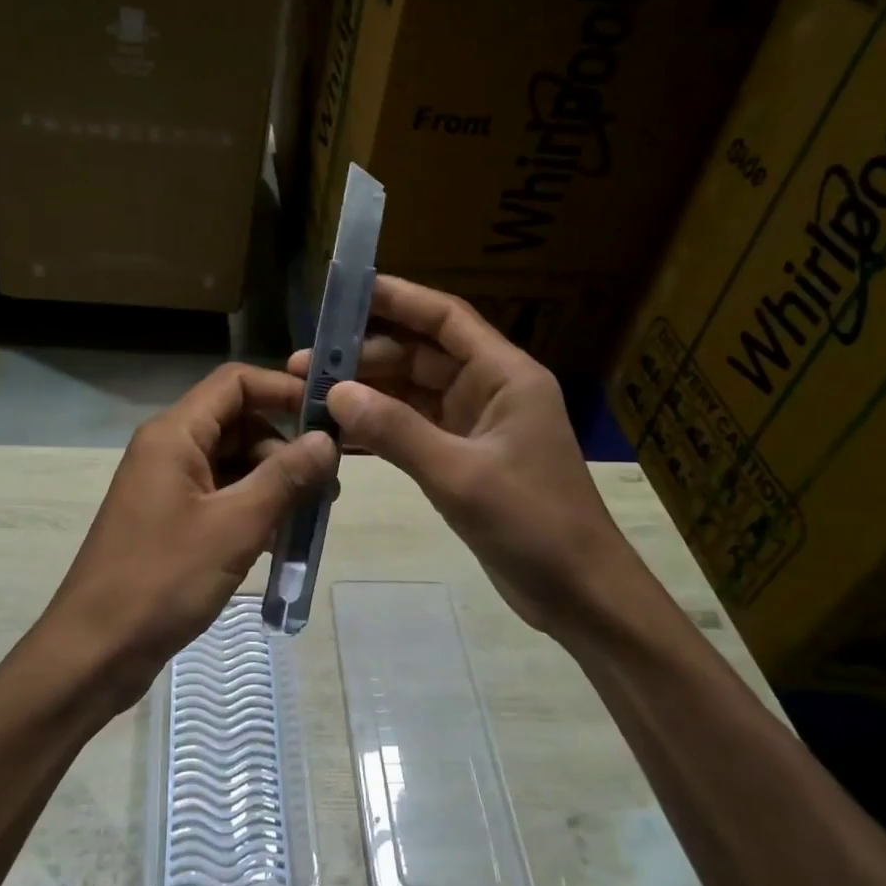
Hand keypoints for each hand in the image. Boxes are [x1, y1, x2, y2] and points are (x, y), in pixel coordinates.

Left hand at [42, 363, 337, 708]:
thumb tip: (327, 440)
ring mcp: (167, 486)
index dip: (282, 390)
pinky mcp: (170, 520)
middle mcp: (168, 449)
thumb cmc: (162, 580)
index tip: (328, 416)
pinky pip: (220, 496)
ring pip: (232, 463)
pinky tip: (280, 540)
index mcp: (174, 434)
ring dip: (273, 483)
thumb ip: (284, 478)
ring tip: (311, 517)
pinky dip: (252, 509)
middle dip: (284, 447)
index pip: (235, 383)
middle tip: (328, 483)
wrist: (93, 653)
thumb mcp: (234, 526)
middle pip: (237, 423)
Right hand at [291, 276, 632, 636]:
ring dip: (366, 393)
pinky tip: (336, 433)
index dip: (397, 298)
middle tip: (306, 364)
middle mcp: (488, 389)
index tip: (344, 292)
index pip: (445, 318)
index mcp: (504, 375)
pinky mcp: (462, 457)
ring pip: (410, 393)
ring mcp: (473, 425)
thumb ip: (396, 431)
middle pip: (419, 354)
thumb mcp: (460, 474)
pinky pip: (411, 429)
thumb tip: (336, 393)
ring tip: (310, 394)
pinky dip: (378, 428)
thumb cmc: (533, 523)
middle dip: (364, 356)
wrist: (579, 594)